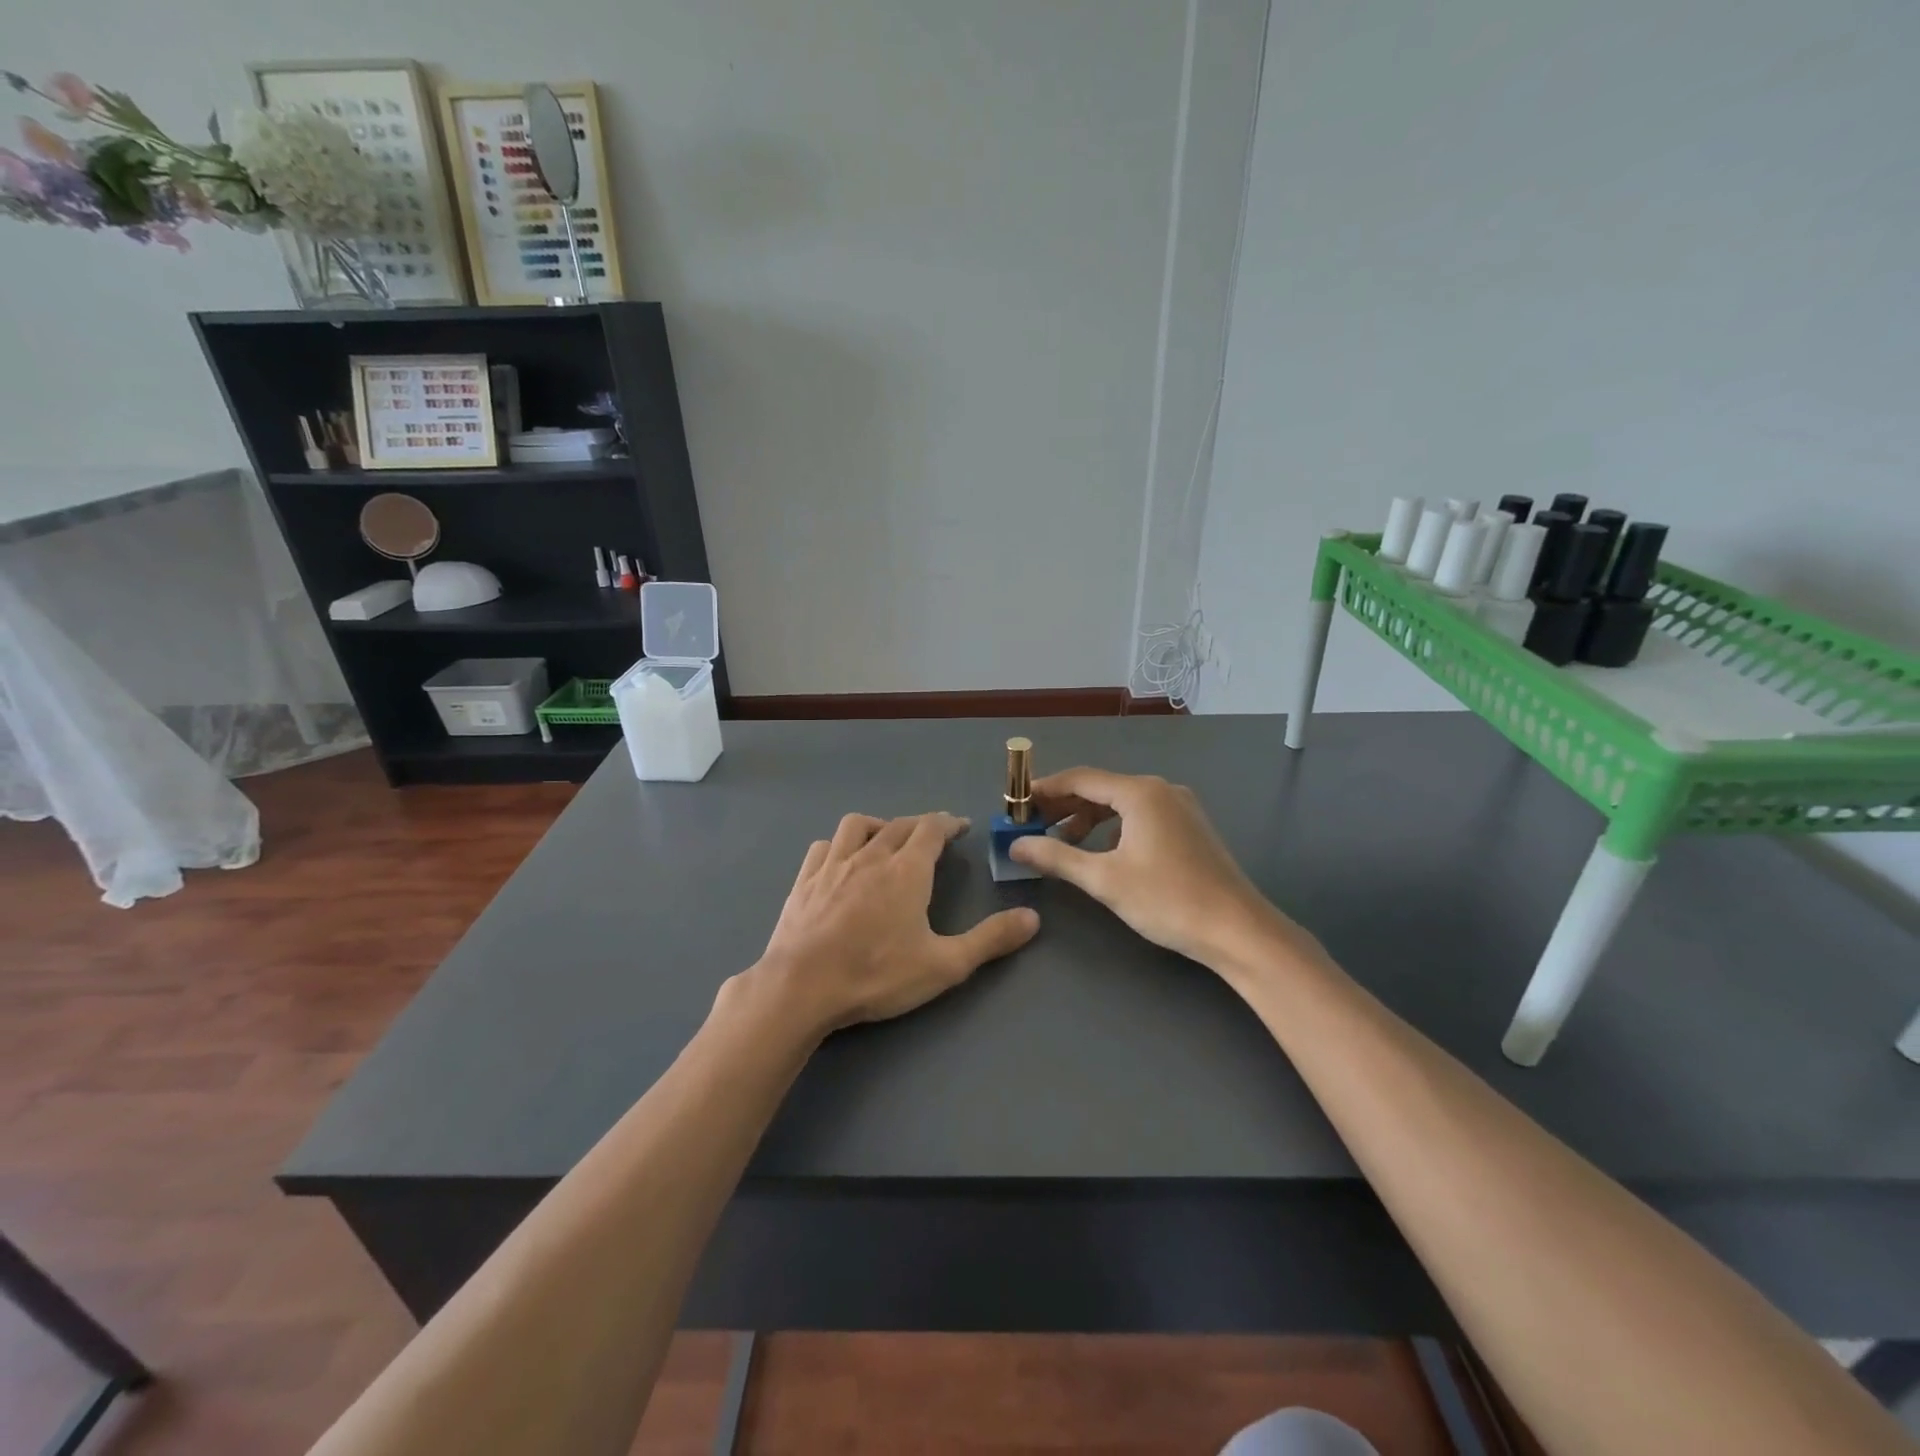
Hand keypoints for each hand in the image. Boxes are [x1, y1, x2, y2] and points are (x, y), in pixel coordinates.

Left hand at [750, 812, 1039, 1034]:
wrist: (801, 987)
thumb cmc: (877, 974)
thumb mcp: (944, 965)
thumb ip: (990, 940)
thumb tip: (1033, 918)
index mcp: (906, 870)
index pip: (931, 829)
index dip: (948, 823)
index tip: (960, 826)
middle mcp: (870, 856)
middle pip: (899, 825)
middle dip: (920, 825)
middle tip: (933, 837)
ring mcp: (833, 865)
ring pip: (858, 826)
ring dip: (879, 826)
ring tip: (887, 840)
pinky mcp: (804, 880)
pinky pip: (824, 846)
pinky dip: (840, 844)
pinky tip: (842, 860)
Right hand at [1011, 768, 1311, 971]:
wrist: (1238, 931)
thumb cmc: (1168, 900)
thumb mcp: (1104, 879)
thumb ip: (1056, 857)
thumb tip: (1016, 845)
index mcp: (1140, 793)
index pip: (1080, 779)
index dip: (1044, 790)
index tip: (1016, 805)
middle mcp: (1161, 790)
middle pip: (1101, 788)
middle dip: (1064, 806)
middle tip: (1032, 826)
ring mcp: (1180, 807)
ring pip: (1121, 804)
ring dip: (1088, 819)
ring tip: (1062, 844)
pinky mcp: (1190, 827)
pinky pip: (1140, 816)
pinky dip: (1113, 829)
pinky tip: (1102, 853)